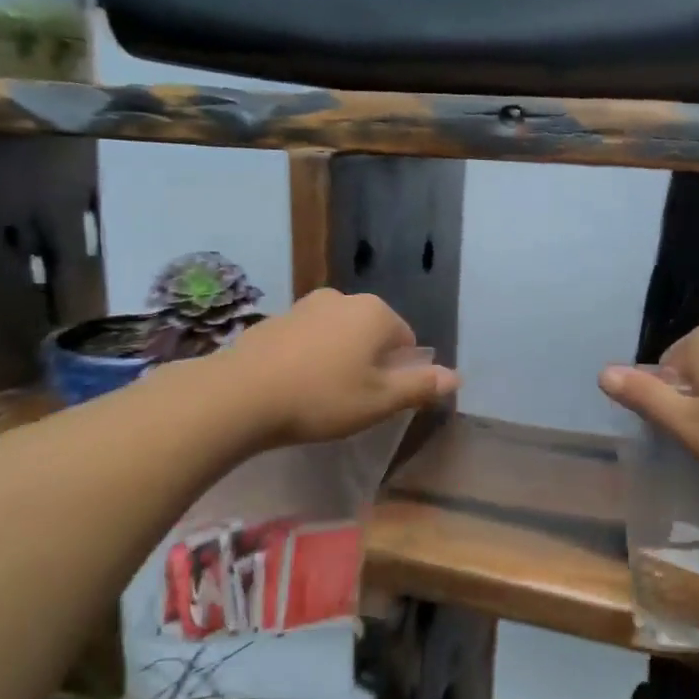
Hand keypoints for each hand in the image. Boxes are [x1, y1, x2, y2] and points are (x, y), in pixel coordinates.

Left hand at [209, 289, 458, 448]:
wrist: (242, 394)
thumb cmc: (322, 398)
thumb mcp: (379, 401)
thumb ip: (420, 386)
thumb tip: (456, 377)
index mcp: (375, 312)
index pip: (406, 339)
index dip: (399, 372)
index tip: (380, 400)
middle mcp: (343, 298)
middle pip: (371, 333)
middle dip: (369, 362)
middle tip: (353, 400)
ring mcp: (305, 305)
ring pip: (338, 334)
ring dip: (338, 358)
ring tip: (322, 395)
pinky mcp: (275, 319)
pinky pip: (307, 338)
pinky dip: (309, 357)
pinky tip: (294, 385)